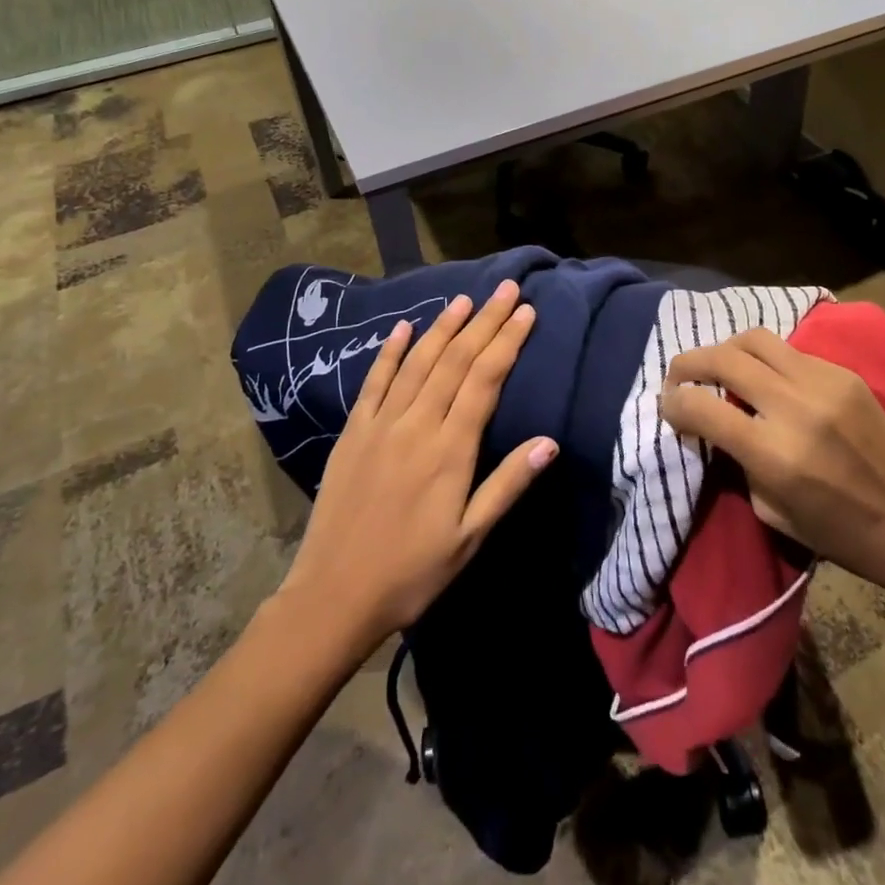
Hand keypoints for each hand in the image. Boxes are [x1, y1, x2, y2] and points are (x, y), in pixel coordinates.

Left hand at [276, 280, 556, 646]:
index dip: (507, 342)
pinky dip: (390, 352)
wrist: (334, 596)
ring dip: (443, 327)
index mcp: (450, 449)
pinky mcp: (353, 433)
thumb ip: (508, 485)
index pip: (485, 380)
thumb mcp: (470, 537)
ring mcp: (381, 425)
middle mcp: (417, 425)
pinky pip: (374, 382)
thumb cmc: (412, 572)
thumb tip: (550, 442)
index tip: (526, 312)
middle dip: (484, 321)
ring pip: (418, 363)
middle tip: (505, 289)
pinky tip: (403, 328)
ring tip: (464, 300)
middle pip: (456, 360)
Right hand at [660, 327, 884, 595]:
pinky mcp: (843, 374)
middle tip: (678, 376)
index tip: (668, 406)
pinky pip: (789, 351)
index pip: (702, 407)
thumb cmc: (837, 532)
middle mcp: (795, 408)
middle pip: (723, 359)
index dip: (673, 403)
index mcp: (774, 453)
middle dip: (688, 363)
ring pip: (755, 339)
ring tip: (718, 366)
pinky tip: (765, 376)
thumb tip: (712, 422)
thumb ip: (736, 460)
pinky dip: (764, 359)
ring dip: (725, 349)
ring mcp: (823, 383)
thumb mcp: (769, 509)